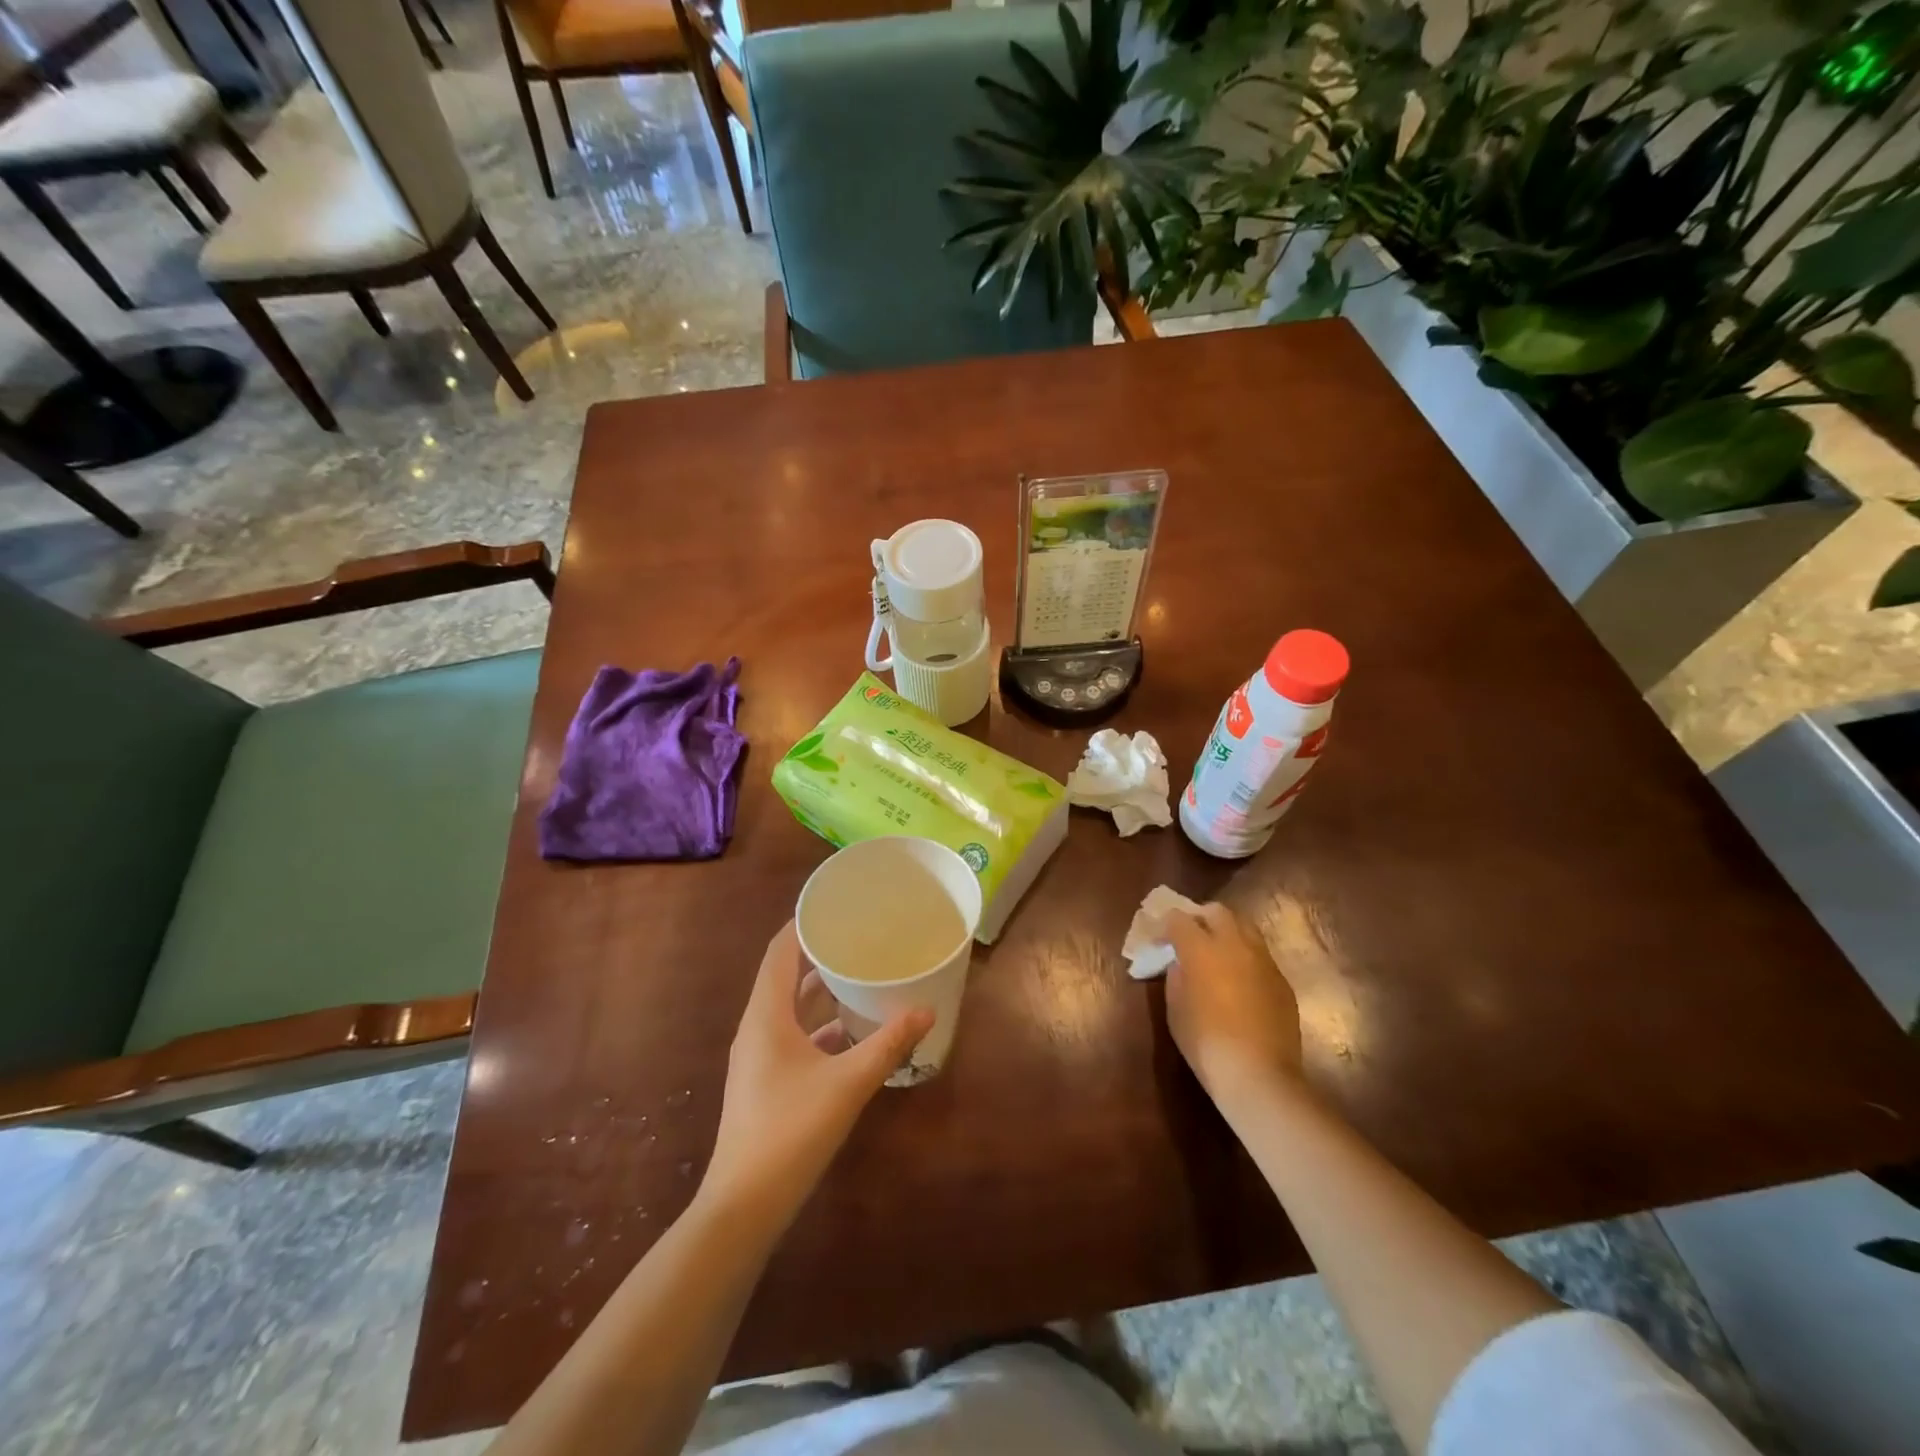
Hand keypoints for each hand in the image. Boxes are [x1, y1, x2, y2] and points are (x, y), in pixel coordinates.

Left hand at [701, 921, 931, 1220]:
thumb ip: (888, 1044)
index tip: (835, 904)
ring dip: (821, 991)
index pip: (780, 951)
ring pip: (791, 1009)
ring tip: (861, 974)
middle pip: (785, 976)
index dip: (803, 923)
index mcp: (766, 1015)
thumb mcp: (848, 1083)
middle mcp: (757, 1028)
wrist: (744, 1207)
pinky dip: (820, 1026)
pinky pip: (794, 1037)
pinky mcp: (766, 1081)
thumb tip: (927, 1010)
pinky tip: (853, 1033)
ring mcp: (759, 1057)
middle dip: (819, 954)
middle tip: (859, 935)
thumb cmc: (791, 1132)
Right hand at [1164, 903, 1303, 1107]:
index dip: (1165, 926)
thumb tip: (1181, 964)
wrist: (1258, 1075)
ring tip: (1217, 956)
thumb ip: (1176, 977)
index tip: (1159, 941)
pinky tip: (1240, 983)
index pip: (1178, 918)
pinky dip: (1245, 959)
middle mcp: (1235, 944)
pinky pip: (1260, 956)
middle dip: (1200, 918)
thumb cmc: (1205, 1043)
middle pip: (1217, 911)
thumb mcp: (1175, 1010)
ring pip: (1245, 928)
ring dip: (1227, 934)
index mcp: (1201, 948)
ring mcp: (1263, 960)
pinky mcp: (1282, 980)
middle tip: (1190, 938)